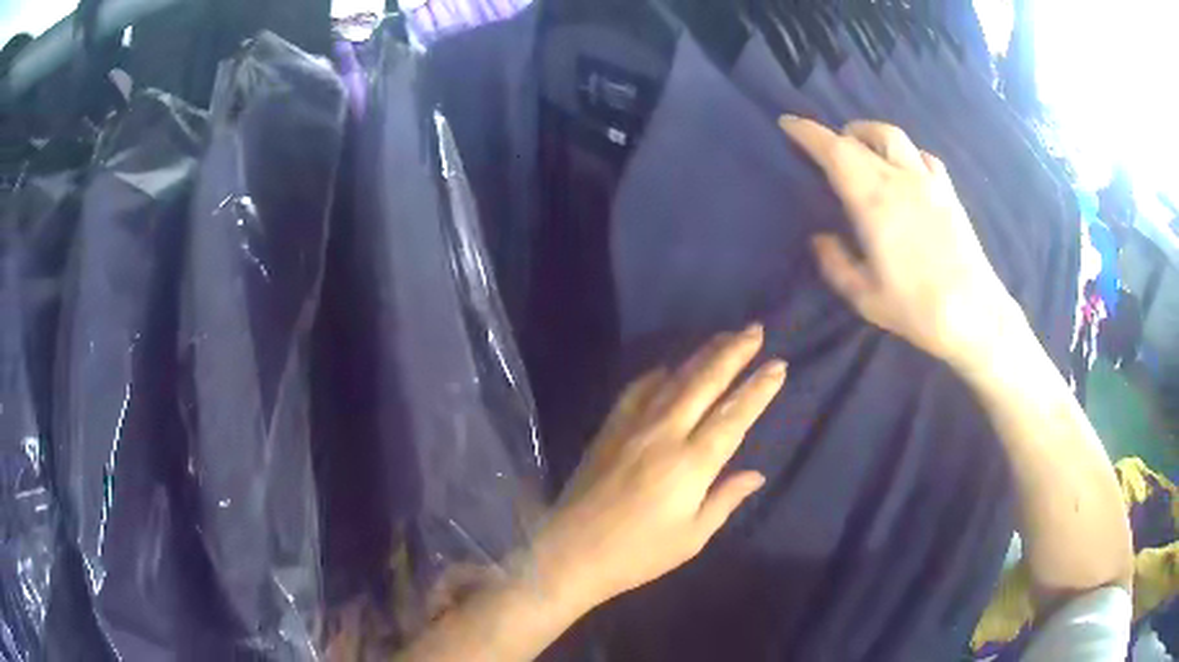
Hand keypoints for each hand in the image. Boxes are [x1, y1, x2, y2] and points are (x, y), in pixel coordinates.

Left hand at [527, 325, 785, 609]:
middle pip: (705, 383)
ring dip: (702, 354)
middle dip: (734, 353)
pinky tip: (670, 368)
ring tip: (725, 337)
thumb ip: (725, 499)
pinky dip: (658, 374)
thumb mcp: (692, 537)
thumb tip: (756, 474)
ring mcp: (632, 427)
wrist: (570, 553)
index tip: (778, 366)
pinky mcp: (608, 429)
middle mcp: (664, 434)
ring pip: (674, 379)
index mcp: (690, 465)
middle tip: (755, 331)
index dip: (758, 389)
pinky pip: (637, 390)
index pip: (734, 416)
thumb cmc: (638, 554)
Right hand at [780, 117, 1014, 364]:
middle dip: (835, 134)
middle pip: (861, 136)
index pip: (833, 149)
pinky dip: (905, 153)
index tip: (787, 123)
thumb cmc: (916, 308)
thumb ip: (834, 262)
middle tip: (824, 147)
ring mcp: (928, 181)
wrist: (975, 315)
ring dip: (869, 134)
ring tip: (862, 150)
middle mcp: (899, 178)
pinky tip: (904, 171)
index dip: (807, 132)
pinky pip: (922, 155)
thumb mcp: (863, 296)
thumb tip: (820, 238)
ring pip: (893, 135)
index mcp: (872, 200)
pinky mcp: (949, 191)